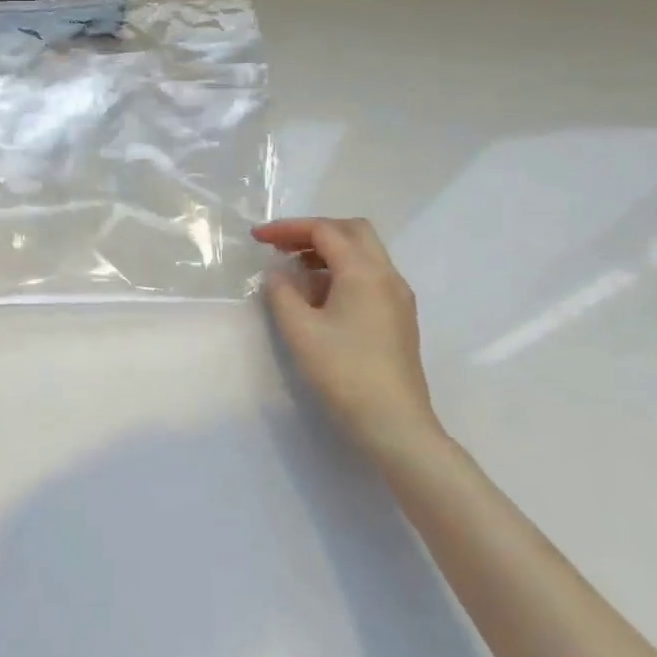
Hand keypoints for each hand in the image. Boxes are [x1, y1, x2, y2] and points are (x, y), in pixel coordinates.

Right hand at [253, 217, 441, 456]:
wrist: (395, 427)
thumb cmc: (344, 373)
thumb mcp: (299, 331)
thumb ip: (281, 293)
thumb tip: (278, 275)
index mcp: (364, 272)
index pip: (324, 231)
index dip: (287, 229)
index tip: (257, 238)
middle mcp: (387, 276)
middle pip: (352, 231)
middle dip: (313, 232)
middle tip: (282, 246)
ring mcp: (398, 298)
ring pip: (364, 254)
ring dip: (329, 252)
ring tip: (295, 271)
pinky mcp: (399, 318)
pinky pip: (370, 276)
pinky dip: (342, 272)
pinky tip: (320, 297)